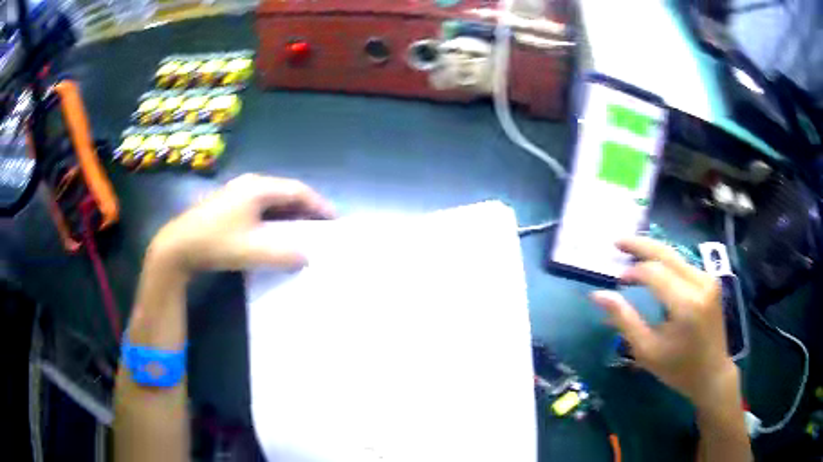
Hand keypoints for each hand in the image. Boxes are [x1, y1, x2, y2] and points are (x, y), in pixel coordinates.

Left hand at [147, 174, 334, 275]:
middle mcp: (249, 185)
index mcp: (258, 188)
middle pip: (285, 193)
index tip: (333, 220)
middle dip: (305, 210)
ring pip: (272, 201)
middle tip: (320, 228)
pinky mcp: (228, 205)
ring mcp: (236, 193)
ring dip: (288, 216)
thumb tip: (306, 256)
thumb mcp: (253, 251)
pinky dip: (273, 219)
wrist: (177, 247)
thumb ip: (285, 255)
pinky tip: (275, 234)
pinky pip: (259, 208)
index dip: (318, 204)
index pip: (297, 191)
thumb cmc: (216, 243)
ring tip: (302, 232)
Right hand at [592, 237, 735, 408]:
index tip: (616, 281)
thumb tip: (598, 295)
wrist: (712, 373)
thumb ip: (624, 319)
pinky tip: (654, 266)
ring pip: (675, 255)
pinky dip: (665, 262)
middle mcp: (700, 283)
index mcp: (686, 304)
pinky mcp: (710, 281)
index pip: (654, 272)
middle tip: (617, 242)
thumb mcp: (647, 351)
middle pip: (666, 253)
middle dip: (640, 245)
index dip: (632, 272)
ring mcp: (708, 279)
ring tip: (631, 252)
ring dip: (653, 252)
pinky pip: (683, 264)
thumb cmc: (678, 369)